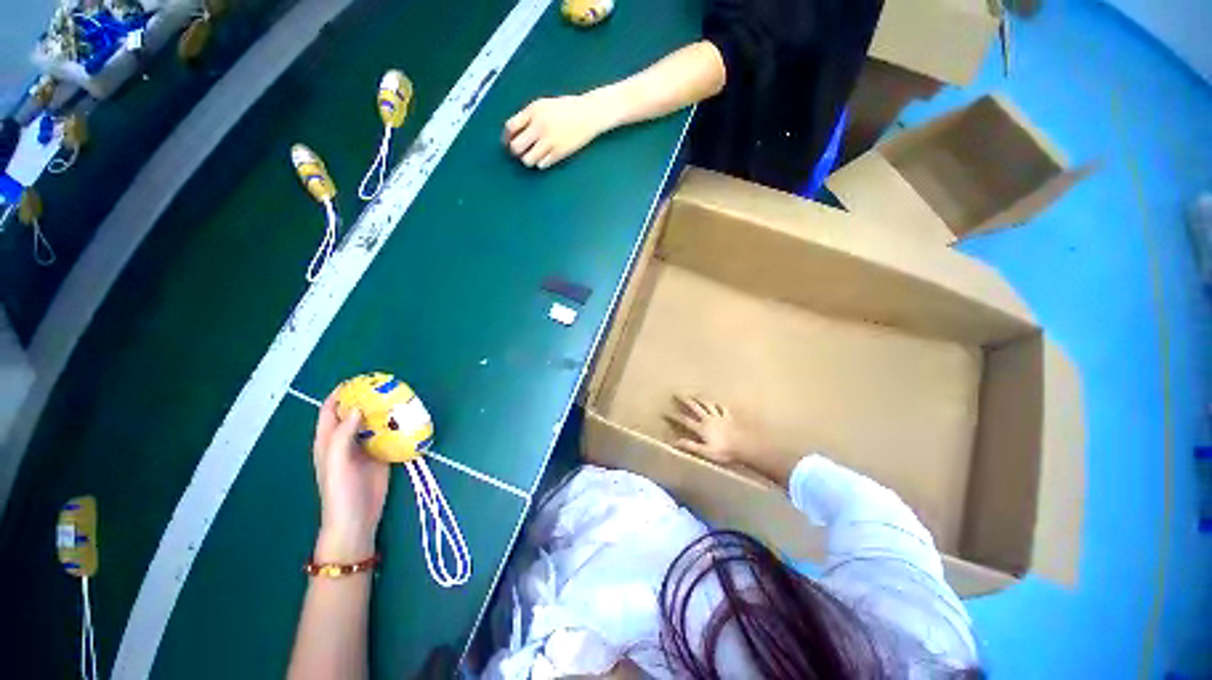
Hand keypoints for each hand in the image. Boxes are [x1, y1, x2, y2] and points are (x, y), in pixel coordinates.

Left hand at [312, 391, 389, 561]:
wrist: (357, 519)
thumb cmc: (340, 491)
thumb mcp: (336, 462)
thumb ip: (343, 435)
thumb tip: (358, 407)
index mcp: (328, 440)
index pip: (331, 409)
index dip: (341, 393)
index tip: (360, 380)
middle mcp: (346, 440)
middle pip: (355, 412)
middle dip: (367, 398)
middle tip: (386, 386)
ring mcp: (365, 447)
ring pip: (373, 422)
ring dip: (384, 410)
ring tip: (400, 397)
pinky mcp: (382, 455)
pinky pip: (388, 434)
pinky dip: (396, 425)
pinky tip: (407, 418)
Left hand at [502, 94, 612, 169]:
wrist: (589, 114)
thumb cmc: (565, 109)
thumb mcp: (543, 105)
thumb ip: (527, 116)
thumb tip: (512, 133)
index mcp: (533, 111)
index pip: (510, 127)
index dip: (506, 137)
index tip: (507, 142)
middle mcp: (540, 126)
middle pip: (516, 147)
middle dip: (515, 151)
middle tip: (520, 151)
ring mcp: (550, 141)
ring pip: (528, 160)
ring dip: (527, 159)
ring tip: (533, 155)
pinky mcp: (559, 153)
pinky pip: (542, 164)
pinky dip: (540, 162)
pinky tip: (545, 157)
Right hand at [665, 395, 761, 465]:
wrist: (745, 446)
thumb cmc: (724, 452)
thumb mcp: (705, 452)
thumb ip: (690, 446)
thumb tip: (675, 442)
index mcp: (702, 428)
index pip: (685, 420)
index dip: (674, 416)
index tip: (664, 412)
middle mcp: (708, 419)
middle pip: (694, 407)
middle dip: (684, 400)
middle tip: (676, 394)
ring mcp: (719, 416)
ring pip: (706, 404)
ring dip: (699, 398)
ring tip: (693, 394)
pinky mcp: (728, 417)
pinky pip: (721, 408)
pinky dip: (717, 404)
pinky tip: (715, 401)